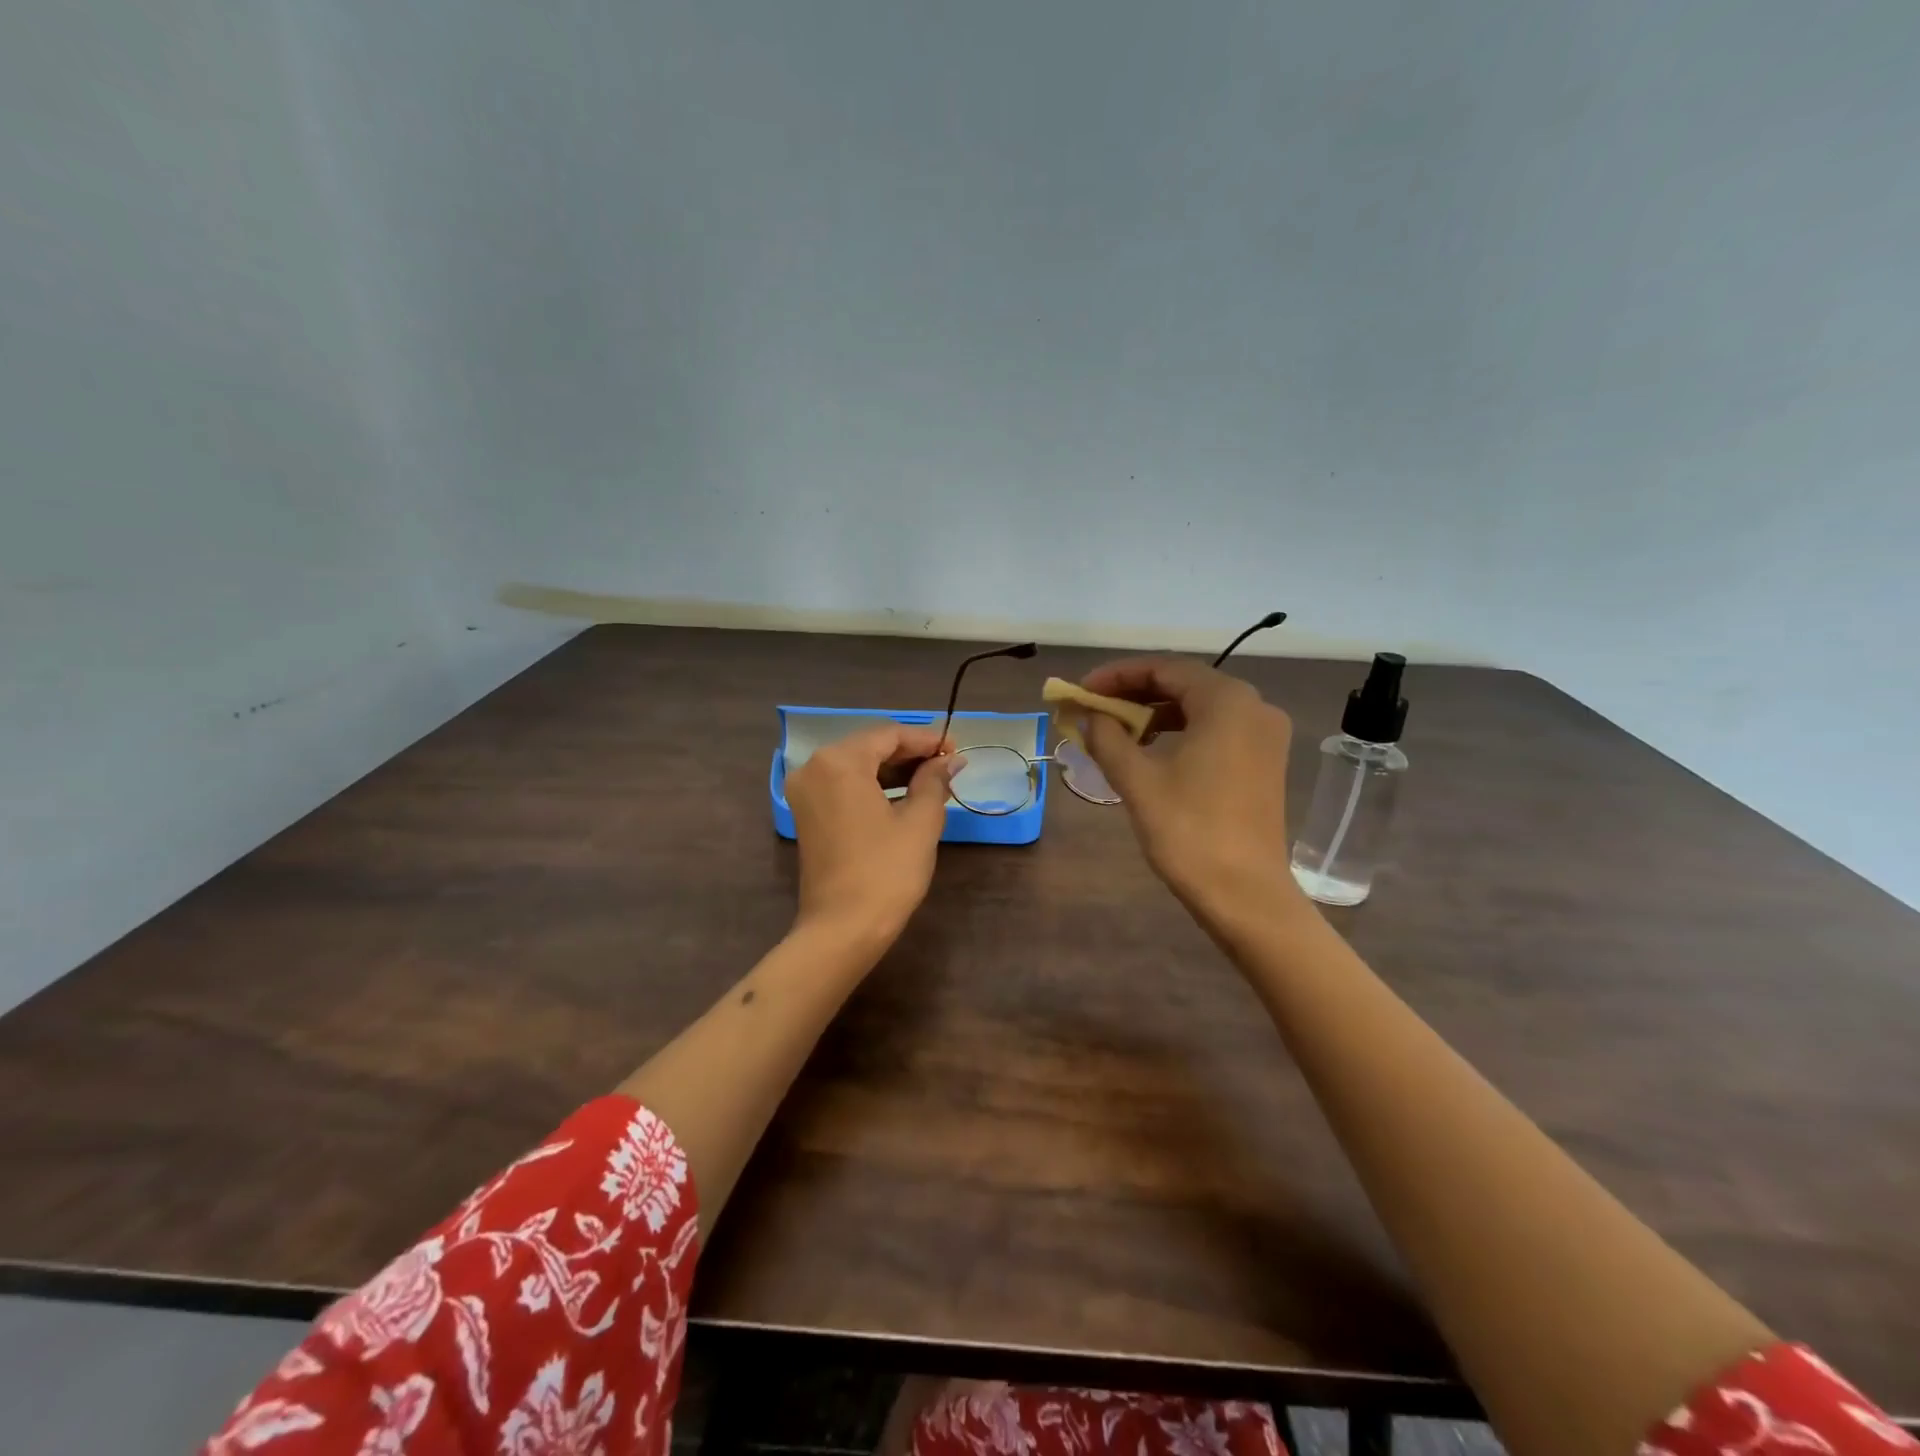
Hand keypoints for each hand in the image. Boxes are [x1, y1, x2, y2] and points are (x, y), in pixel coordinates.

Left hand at [785, 724, 958, 948]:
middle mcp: (814, 767)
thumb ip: (934, 781)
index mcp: (839, 761)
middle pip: (869, 746)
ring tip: (932, 779)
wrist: (842, 929)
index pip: (889, 734)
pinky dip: (873, 785)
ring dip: (892, 769)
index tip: (956, 750)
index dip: (926, 740)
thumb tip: (950, 760)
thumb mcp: (920, 822)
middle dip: (909, 753)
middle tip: (947, 764)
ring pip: (856, 765)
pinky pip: (844, 785)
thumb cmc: (886, 872)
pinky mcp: (807, 814)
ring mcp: (806, 792)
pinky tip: (904, 795)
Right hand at [1078, 657, 1304, 920]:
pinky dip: (1180, 731)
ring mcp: (1264, 735)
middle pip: (1184, 683)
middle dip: (1134, 692)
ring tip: (1115, 729)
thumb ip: (1108, 737)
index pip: (1164, 668)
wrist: (1245, 894)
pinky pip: (1216, 729)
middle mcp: (1253, 706)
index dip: (1116, 675)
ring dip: (1155, 713)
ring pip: (1200, 707)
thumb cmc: (1188, 831)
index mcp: (1227, 701)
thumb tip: (1091, 716)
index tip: (1081, 691)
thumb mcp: (1137, 780)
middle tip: (1094, 708)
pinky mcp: (1264, 761)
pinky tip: (1151, 749)